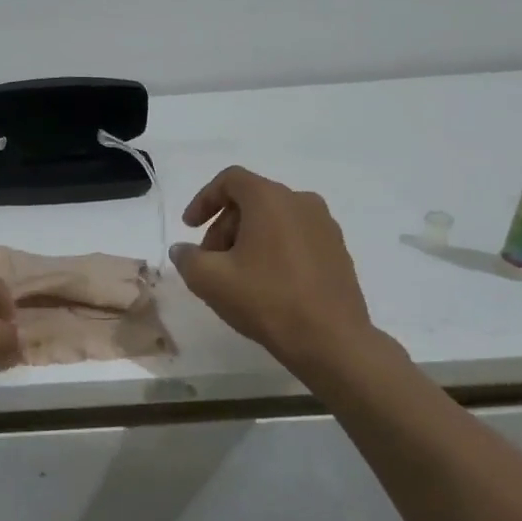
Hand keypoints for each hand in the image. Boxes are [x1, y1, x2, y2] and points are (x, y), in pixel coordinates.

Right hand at [170, 166, 375, 373]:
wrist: (331, 340)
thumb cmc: (266, 300)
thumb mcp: (208, 280)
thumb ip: (187, 258)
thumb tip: (182, 250)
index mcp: (270, 199)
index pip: (230, 180)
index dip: (203, 199)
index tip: (189, 228)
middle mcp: (301, 202)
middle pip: (251, 201)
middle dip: (223, 226)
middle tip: (210, 260)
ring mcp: (325, 226)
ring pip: (274, 219)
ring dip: (247, 239)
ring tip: (235, 275)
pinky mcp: (338, 250)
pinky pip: (295, 236)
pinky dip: (273, 249)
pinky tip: (266, 283)